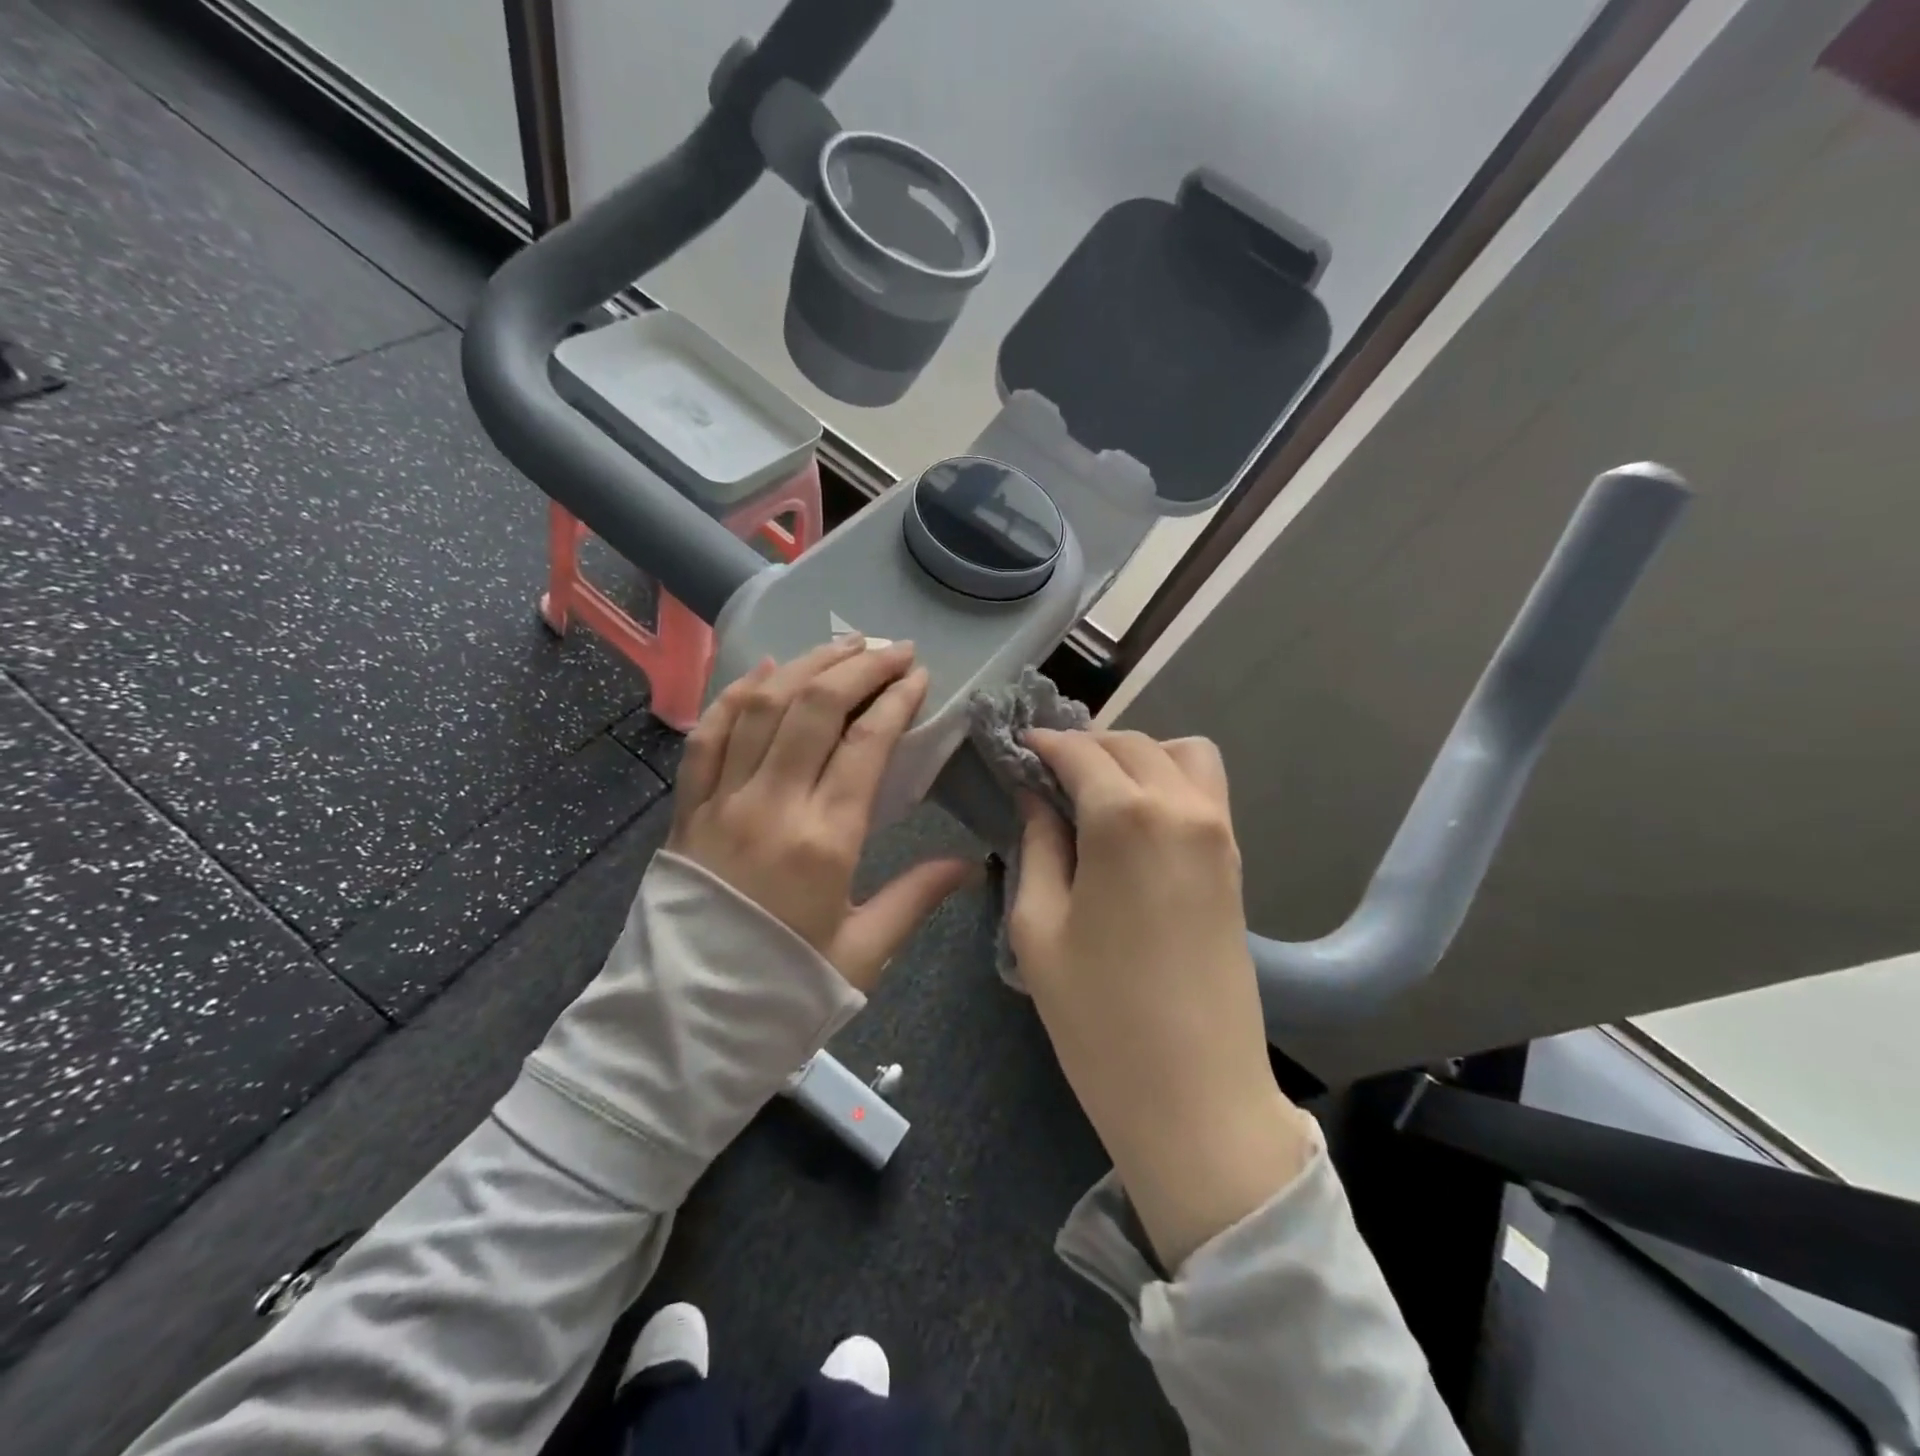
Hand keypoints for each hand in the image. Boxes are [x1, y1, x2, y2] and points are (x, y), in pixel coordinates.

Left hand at [668, 636, 975, 992]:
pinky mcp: (687, 808)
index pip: (866, 744)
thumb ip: (916, 897)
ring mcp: (721, 801)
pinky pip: (709, 734)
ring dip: (807, 666)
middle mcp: (770, 806)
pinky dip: (738, 694)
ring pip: (764, 707)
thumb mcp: (863, 953)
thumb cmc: (783, 990)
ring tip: (843, 644)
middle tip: (893, 649)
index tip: (919, 676)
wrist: (684, 1023)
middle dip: (860, 666)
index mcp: (824, 842)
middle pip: (816, 708)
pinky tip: (767, 671)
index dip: (897, 700)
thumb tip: (970, 864)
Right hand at [1013, 729, 1312, 1270]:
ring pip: (1183, 754)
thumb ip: (1037, 846)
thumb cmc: (1099, 1018)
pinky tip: (1133, 821)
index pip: (1080, 752)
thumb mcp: (1039, 928)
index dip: (1044, 744)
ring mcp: (1220, 834)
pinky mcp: (1236, 863)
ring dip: (1138, 756)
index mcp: (1126, 819)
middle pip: (1132, 744)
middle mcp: (1182, 809)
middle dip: (1086, 745)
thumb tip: (1036, 797)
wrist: (1197, 1099)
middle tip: (1047, 775)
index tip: (1017, 748)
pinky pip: (1205, 791)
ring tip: (1098, 793)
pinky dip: (1169, 781)